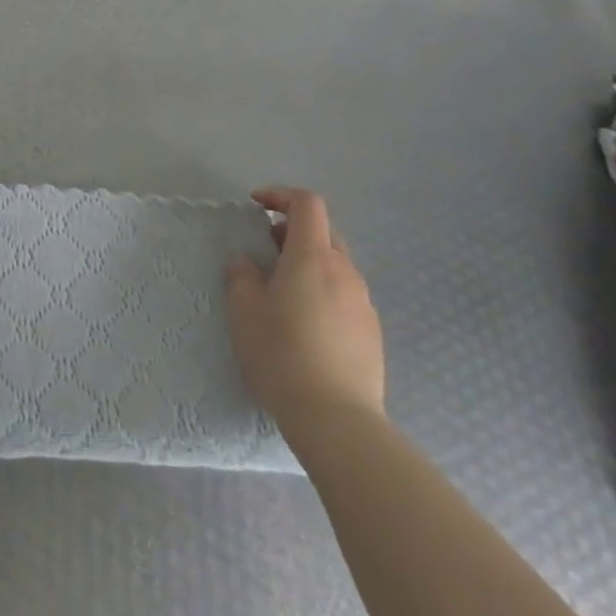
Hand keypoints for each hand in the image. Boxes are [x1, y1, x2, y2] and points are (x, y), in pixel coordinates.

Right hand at [225, 187, 383, 437]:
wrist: (338, 420)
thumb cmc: (282, 355)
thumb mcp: (244, 311)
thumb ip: (242, 276)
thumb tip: (247, 262)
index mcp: (313, 257)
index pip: (307, 204)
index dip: (281, 195)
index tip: (256, 206)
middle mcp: (344, 272)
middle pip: (324, 232)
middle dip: (293, 230)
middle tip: (266, 248)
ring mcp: (364, 303)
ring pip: (336, 265)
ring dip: (309, 262)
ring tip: (283, 289)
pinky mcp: (372, 333)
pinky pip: (346, 295)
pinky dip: (324, 291)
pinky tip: (306, 323)